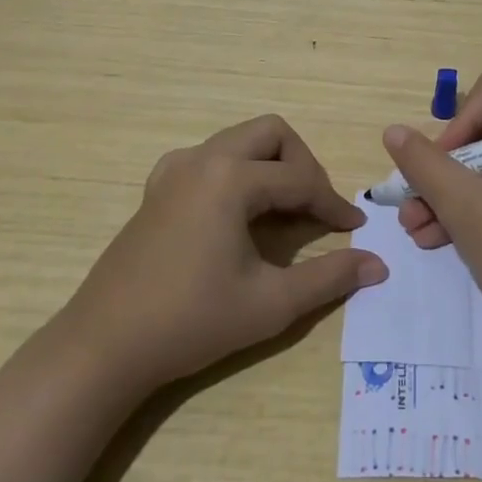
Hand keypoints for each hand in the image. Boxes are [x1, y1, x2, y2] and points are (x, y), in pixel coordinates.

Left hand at [73, 114, 386, 388]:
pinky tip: (235, 211)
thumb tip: (378, 265)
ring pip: (239, 140)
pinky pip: (209, 157)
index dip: (332, 203)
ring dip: (270, 164)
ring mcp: (174, 170)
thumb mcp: (270, 303)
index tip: (354, 227)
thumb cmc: (191, 321)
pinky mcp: (157, 188)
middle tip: (314, 207)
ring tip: (283, 209)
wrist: (104, 347)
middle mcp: (203, 159)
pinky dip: (235, 171)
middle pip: (271, 134)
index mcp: (231, 178)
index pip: (300, 179)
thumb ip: (329, 278)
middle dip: (302, 164)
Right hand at [383, 70, 481, 337]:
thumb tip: (393, 132)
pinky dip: (467, 210)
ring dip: (446, 193)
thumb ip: (426, 165)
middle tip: (411, 200)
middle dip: (442, 167)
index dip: (459, 122)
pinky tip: (431, 238)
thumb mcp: (467, 207)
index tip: (439, 165)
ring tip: (413, 227)